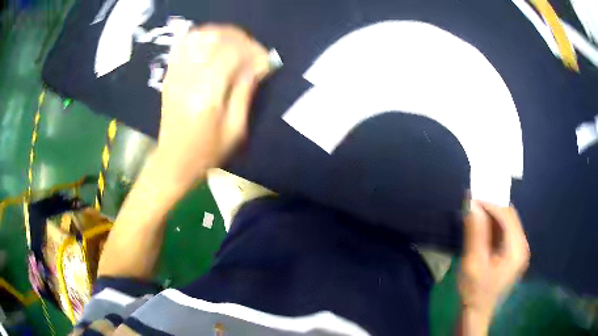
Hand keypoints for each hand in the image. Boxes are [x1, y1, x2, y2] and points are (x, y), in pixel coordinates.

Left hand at [156, 25, 270, 188]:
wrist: (174, 160)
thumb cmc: (208, 151)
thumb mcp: (235, 129)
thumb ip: (246, 92)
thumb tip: (258, 65)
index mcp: (207, 95)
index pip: (232, 54)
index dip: (252, 51)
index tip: (265, 60)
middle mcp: (189, 78)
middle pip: (214, 38)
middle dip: (239, 38)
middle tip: (251, 49)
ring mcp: (176, 74)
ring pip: (198, 36)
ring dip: (220, 34)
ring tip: (234, 44)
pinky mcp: (169, 75)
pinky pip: (183, 45)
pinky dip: (200, 37)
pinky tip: (212, 43)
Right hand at [458, 201, 529, 333]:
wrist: (476, 313)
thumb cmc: (474, 292)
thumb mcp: (473, 264)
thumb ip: (475, 233)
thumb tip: (472, 204)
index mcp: (517, 249)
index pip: (507, 216)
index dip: (490, 204)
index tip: (472, 197)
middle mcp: (522, 246)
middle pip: (509, 217)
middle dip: (491, 207)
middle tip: (473, 203)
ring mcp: (518, 250)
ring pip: (507, 222)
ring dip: (491, 216)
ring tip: (475, 212)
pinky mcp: (513, 253)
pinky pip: (505, 231)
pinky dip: (493, 225)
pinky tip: (482, 227)